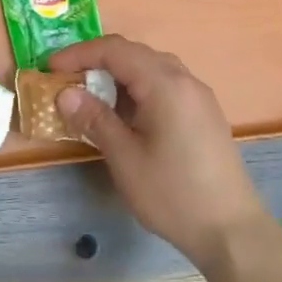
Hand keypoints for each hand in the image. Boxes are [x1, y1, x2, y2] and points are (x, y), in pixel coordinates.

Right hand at [50, 35, 272, 268]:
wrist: (231, 231)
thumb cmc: (172, 193)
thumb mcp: (124, 157)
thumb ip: (94, 119)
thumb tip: (65, 93)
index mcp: (165, 85)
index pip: (115, 50)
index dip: (79, 54)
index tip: (50, 69)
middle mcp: (185, 81)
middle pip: (134, 53)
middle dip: (97, 60)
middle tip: (66, 79)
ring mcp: (198, 97)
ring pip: (151, 68)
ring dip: (118, 74)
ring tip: (90, 95)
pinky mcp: (203, 114)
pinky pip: (165, 85)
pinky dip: (137, 88)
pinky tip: (123, 113)